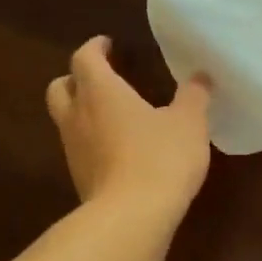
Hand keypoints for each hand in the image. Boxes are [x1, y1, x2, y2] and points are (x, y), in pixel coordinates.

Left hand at [46, 37, 211, 214]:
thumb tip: (201, 76)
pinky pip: (80, 149)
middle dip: (76, 79)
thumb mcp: (188, 123)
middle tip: (99, 78)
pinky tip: (118, 150)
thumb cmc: (160, 158)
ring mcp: (74, 150)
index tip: (107, 44)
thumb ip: (194, 96)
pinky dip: (93, 141)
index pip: (85, 58)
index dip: (94, 48)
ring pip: (66, 120)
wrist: (132, 217)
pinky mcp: (80, 179)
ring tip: (112, 115)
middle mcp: (78, 116)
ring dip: (82, 112)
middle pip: (60, 87)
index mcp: (101, 92)